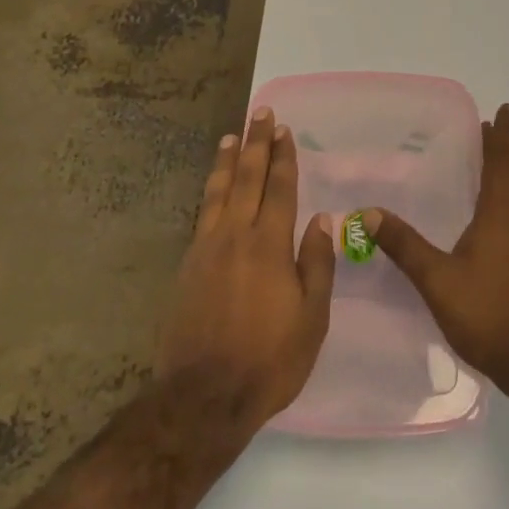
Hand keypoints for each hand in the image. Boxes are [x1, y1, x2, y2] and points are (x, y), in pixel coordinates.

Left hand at [155, 109, 337, 435]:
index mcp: (269, 245)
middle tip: (260, 113)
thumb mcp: (311, 318)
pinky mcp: (188, 265)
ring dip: (227, 161)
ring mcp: (206, 249)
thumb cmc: (269, 360)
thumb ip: (316, 264)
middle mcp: (235, 236)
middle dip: (255, 144)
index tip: (284, 130)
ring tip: (231, 136)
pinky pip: (202, 214)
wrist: (204, 396)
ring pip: (218, 192)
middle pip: (247, 178)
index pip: (279, 188)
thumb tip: (321, 220)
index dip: (283, 157)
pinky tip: (213, 186)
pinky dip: (210, 191)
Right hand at [369, 104, 508, 395]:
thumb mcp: (437, 278)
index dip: (503, 135)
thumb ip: (404, 245)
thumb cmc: (487, 311)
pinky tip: (480, 220)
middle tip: (481, 132)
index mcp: (502, 214)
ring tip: (478, 169)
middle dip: (497, 153)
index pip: (503, 162)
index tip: (503, 109)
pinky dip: (498, 205)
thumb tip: (369, 212)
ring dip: (499, 178)